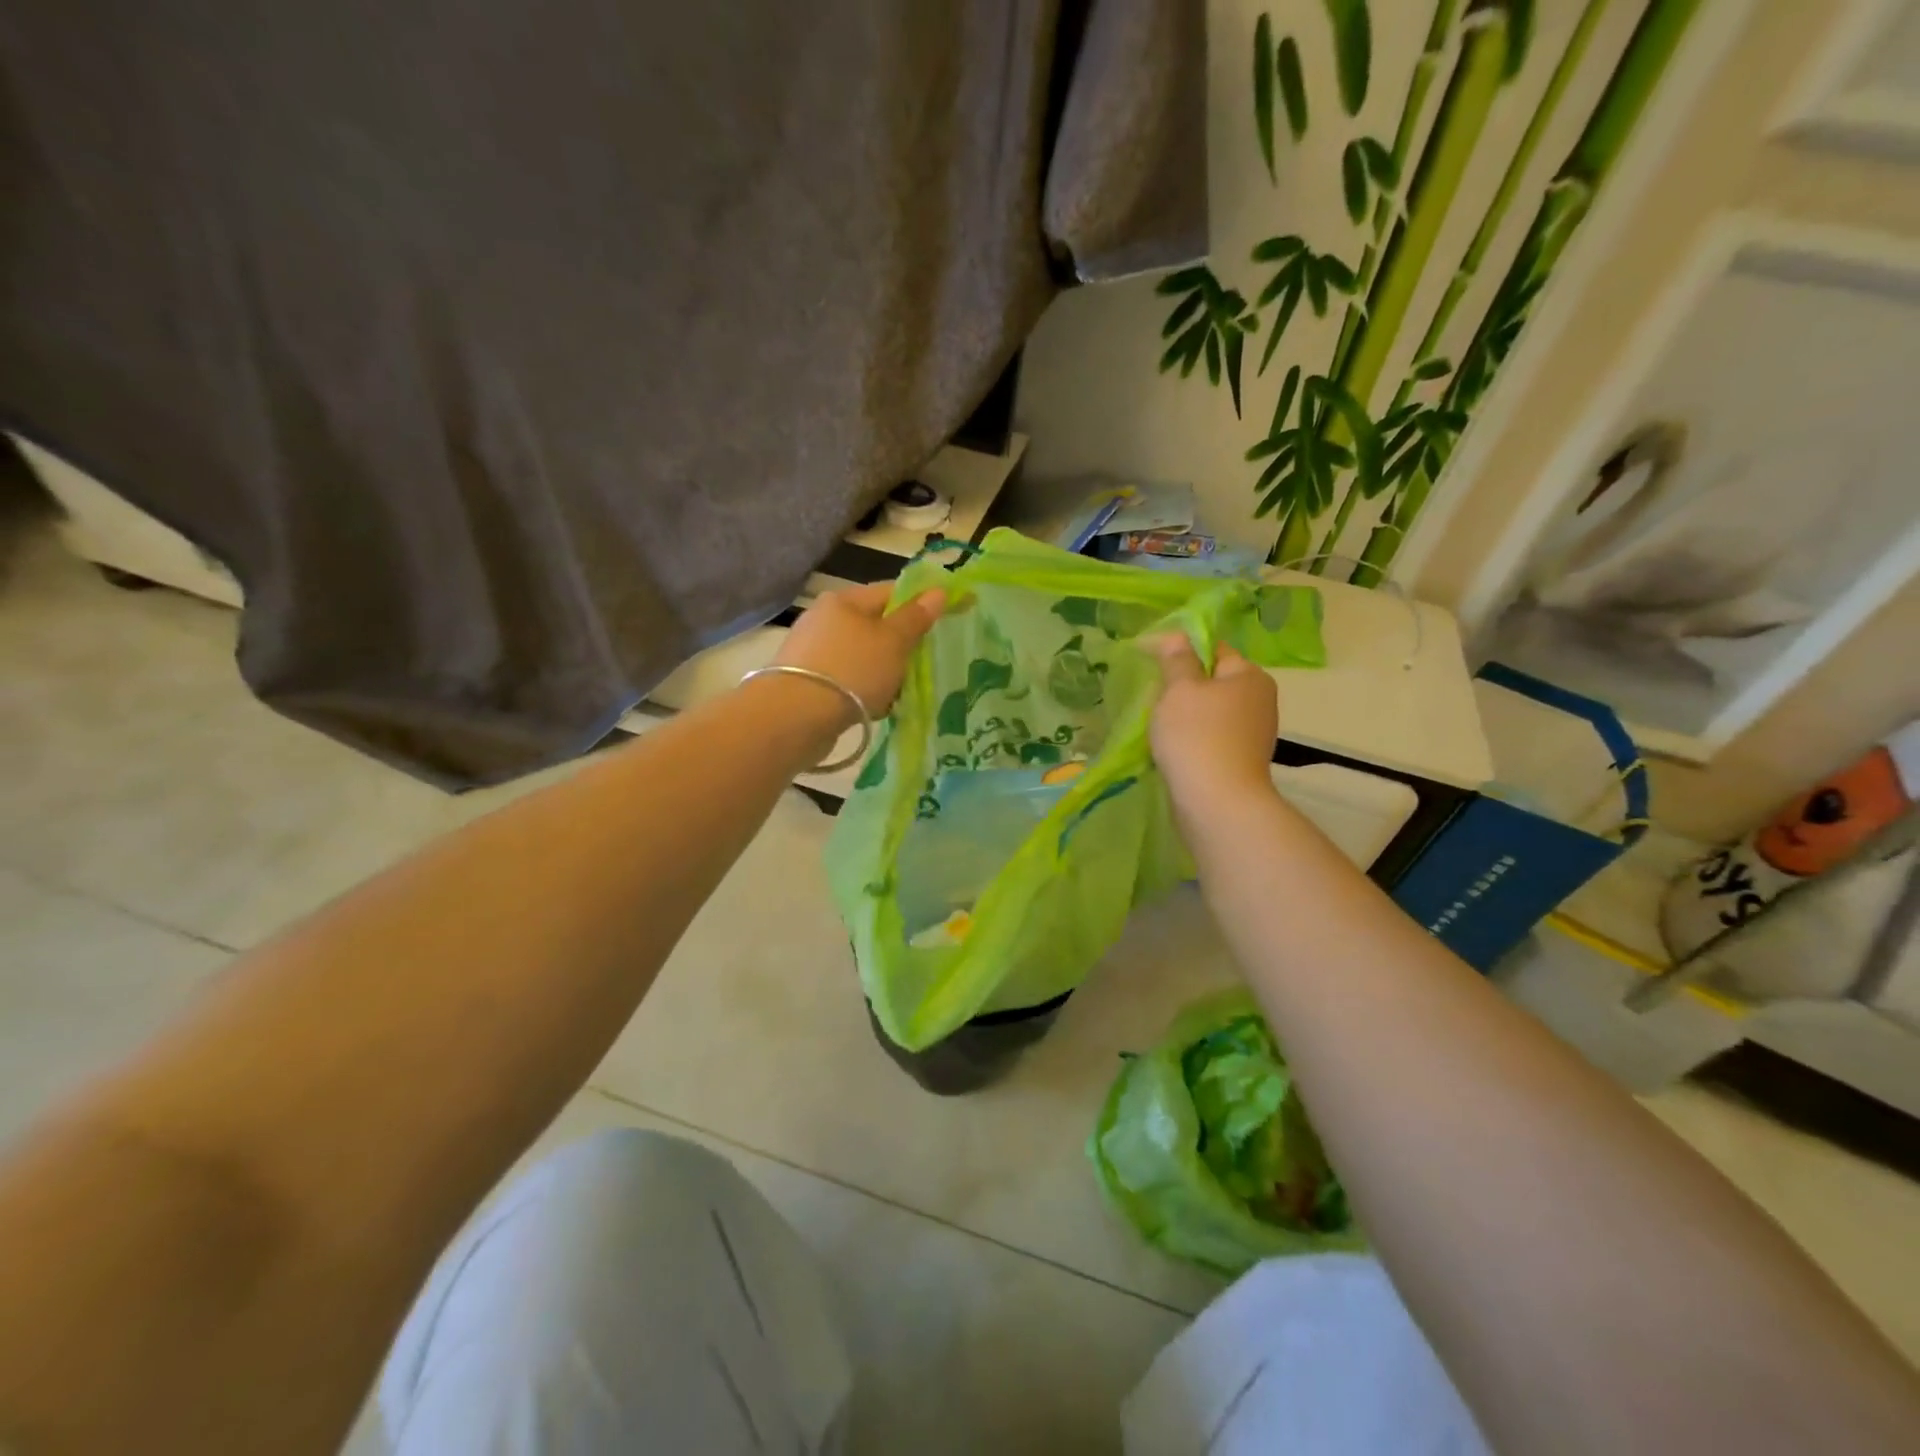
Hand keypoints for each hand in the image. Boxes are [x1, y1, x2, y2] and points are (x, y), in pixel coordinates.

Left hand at [775, 580, 945, 721]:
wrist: (795, 717)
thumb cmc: (852, 670)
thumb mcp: (893, 641)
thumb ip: (915, 618)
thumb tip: (938, 591)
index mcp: (844, 600)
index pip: (889, 592)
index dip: (918, 605)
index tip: (941, 623)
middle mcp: (823, 619)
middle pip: (874, 627)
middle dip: (899, 647)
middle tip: (920, 666)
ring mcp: (811, 651)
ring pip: (861, 657)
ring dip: (881, 674)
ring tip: (898, 695)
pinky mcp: (805, 682)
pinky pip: (845, 681)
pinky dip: (862, 691)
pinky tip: (873, 709)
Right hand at [1148, 637, 1279, 808]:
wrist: (1217, 802)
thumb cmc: (1197, 735)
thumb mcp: (1179, 689)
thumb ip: (1177, 660)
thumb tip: (1177, 637)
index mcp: (1249, 676)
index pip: (1214, 649)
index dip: (1181, 650)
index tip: (1149, 660)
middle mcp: (1259, 701)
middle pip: (1212, 682)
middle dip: (1182, 687)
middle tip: (1151, 695)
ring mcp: (1252, 734)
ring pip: (1210, 713)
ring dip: (1184, 716)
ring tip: (1156, 724)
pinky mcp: (1240, 762)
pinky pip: (1211, 739)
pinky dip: (1192, 739)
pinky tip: (1171, 749)